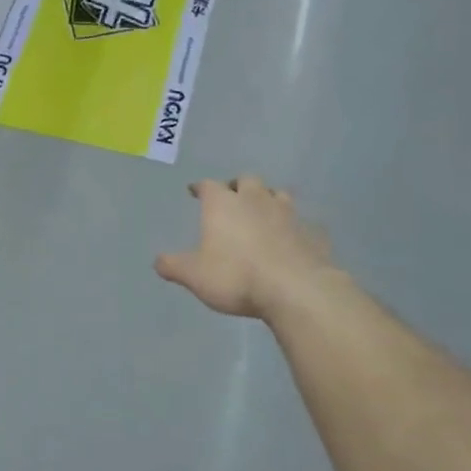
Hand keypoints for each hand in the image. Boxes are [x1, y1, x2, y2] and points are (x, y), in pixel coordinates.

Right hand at [155, 176, 333, 319]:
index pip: (208, 186)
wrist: (296, 289)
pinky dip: (295, 226)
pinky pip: (303, 222)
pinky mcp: (312, 232)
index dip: (201, 187)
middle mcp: (255, 200)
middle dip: (237, 186)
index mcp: (223, 204)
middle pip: (247, 180)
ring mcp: (288, 213)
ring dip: (269, 199)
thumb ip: (174, 266)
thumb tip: (158, 261)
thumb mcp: (195, 276)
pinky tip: (293, 238)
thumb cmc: (236, 277)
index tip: (195, 191)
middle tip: (232, 197)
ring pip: (278, 194)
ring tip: (263, 211)